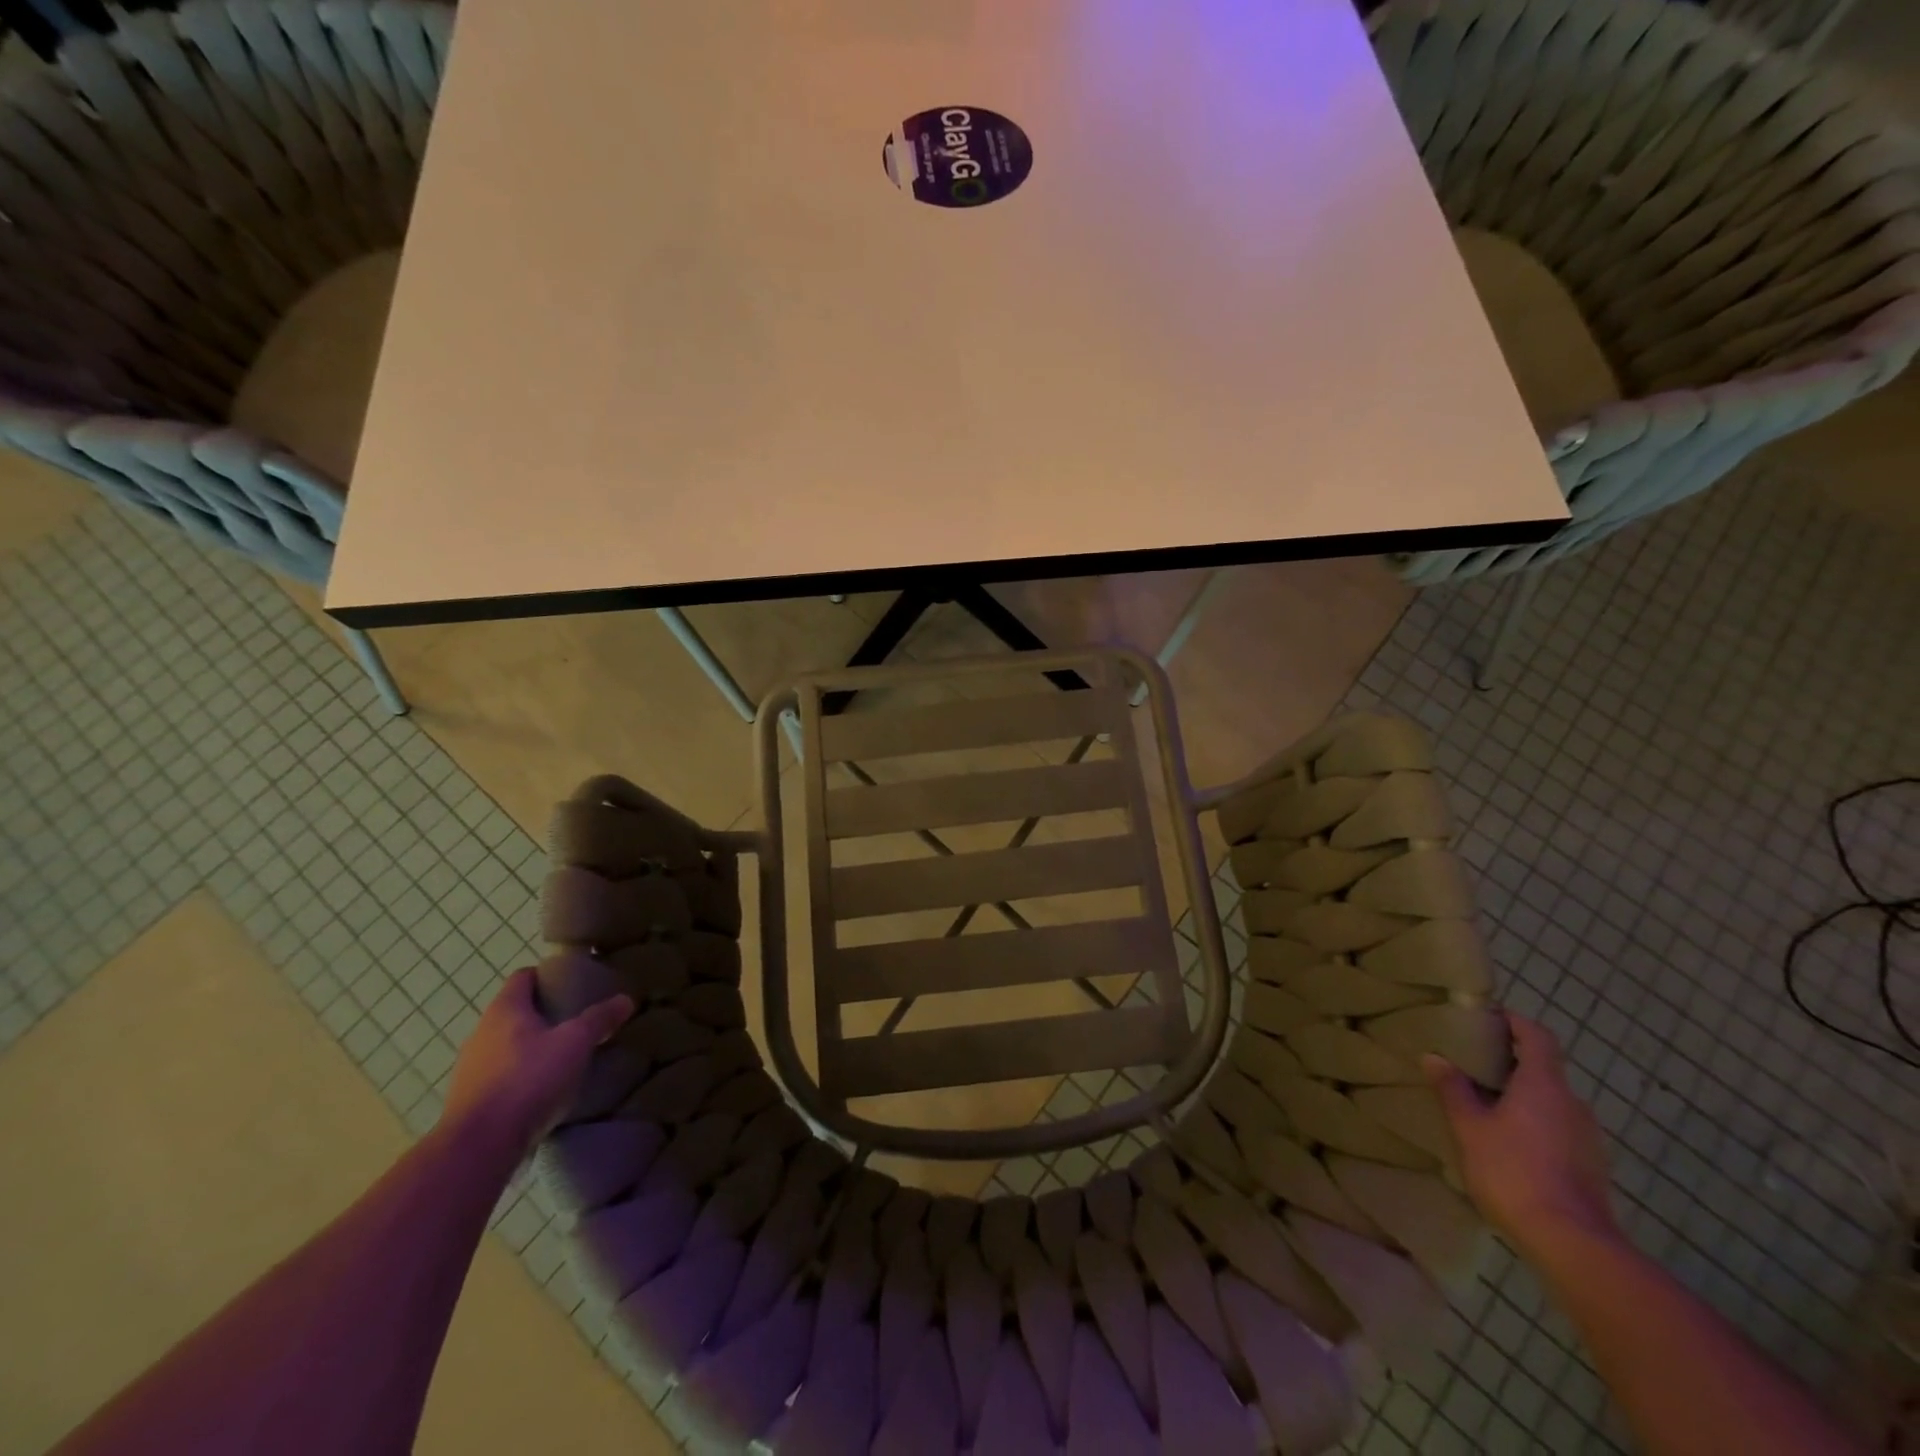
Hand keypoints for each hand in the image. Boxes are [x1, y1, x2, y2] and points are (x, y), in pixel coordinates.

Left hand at [442, 967, 633, 1161]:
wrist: (478, 1146)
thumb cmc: (528, 1080)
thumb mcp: (575, 1043)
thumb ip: (599, 1019)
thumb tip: (626, 999)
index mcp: (505, 1010)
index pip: (523, 977)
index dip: (547, 976)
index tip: (572, 985)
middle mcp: (481, 1032)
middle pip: (514, 1011)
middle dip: (543, 1014)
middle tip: (575, 1021)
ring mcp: (469, 1068)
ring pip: (505, 1045)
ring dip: (530, 1047)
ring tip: (561, 1058)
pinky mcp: (468, 1100)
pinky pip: (498, 1076)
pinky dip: (519, 1076)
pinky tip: (540, 1091)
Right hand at [1424, 1013, 1618, 1259]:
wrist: (1572, 1244)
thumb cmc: (1513, 1171)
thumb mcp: (1469, 1127)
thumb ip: (1453, 1089)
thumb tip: (1435, 1057)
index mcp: (1544, 1085)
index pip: (1537, 1036)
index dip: (1515, 1022)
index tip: (1487, 1018)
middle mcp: (1573, 1104)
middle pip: (1544, 1069)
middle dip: (1511, 1062)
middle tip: (1473, 1064)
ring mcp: (1588, 1138)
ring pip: (1552, 1102)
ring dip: (1522, 1096)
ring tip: (1486, 1105)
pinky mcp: (1591, 1167)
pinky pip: (1559, 1129)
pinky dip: (1535, 1124)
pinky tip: (1508, 1144)